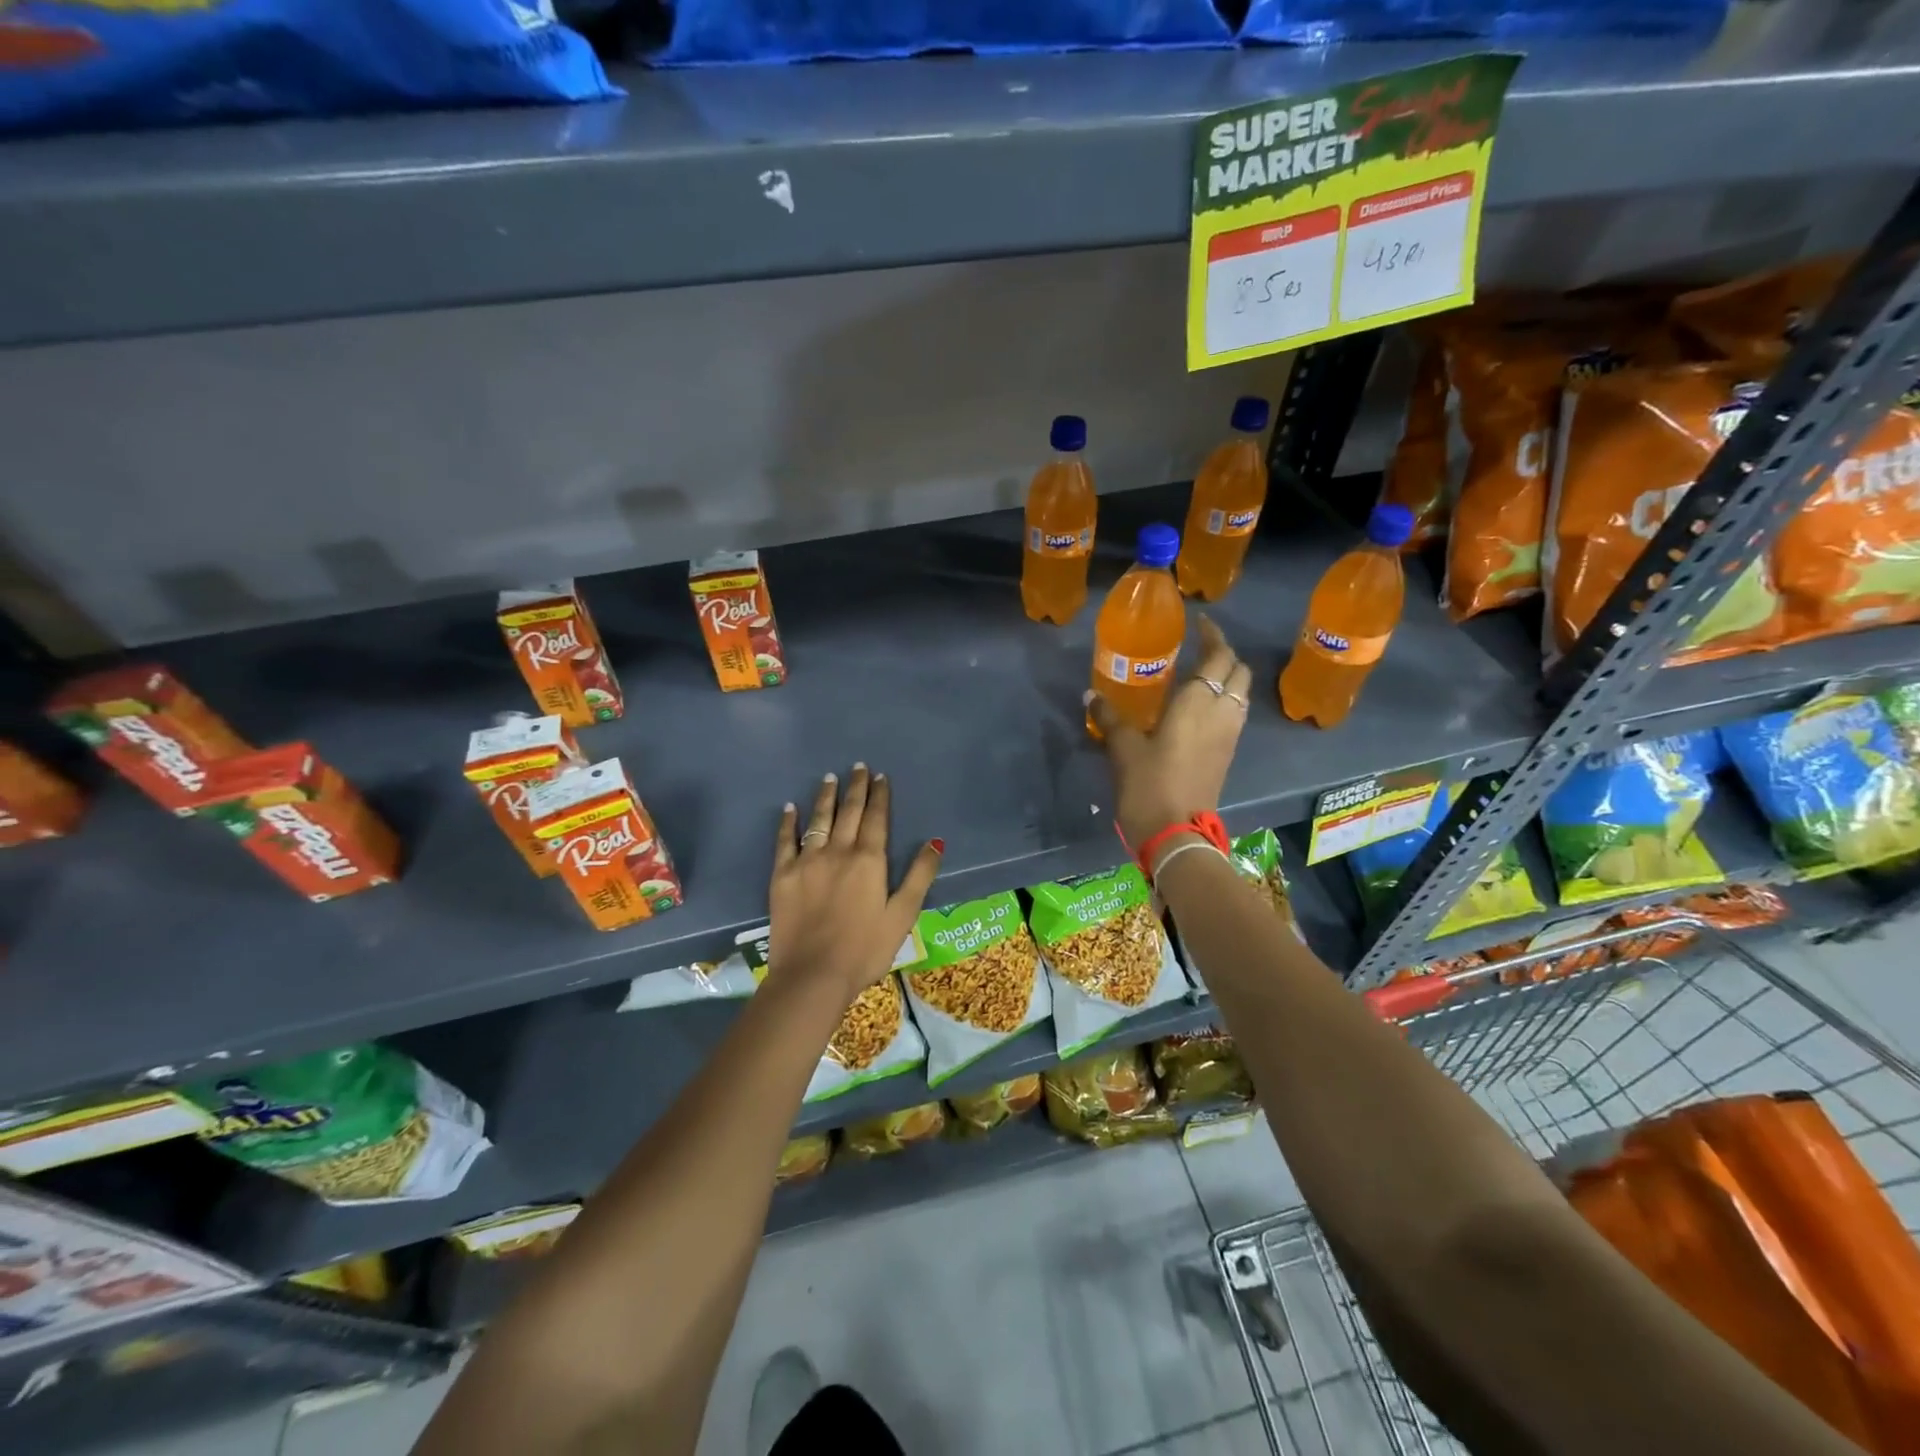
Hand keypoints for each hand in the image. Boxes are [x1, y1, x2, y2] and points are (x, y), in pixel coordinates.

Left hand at [769, 765, 943, 1005]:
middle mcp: (838, 851)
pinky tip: (790, 808)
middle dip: (855, 787)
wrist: (812, 975)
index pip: (876, 818)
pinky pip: (785, 841)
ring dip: (826, 797)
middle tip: (858, 767)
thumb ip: (920, 875)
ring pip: (818, 819)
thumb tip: (936, 841)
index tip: (880, 776)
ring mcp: (807, 861)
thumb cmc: (865, 949)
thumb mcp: (903, 915)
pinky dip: (788, 822)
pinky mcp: (782, 875)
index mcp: (869, 860)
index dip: (880, 796)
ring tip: (829, 778)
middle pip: (848, 812)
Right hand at [1087, 616, 1251, 847]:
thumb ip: (1110, 717)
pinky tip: (1197, 709)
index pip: (1219, 656)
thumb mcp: (1123, 748)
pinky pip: (1234, 714)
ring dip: (1227, 678)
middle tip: (1198, 649)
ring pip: (1241, 694)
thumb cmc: (1149, 785)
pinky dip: (1224, 701)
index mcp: (1199, 703)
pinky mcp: (1227, 755)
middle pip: (1239, 671)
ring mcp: (1229, 736)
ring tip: (1199, 676)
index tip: (1199, 623)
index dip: (1213, 635)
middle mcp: (1223, 713)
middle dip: (1224, 654)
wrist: (1176, 834)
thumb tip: (1091, 695)